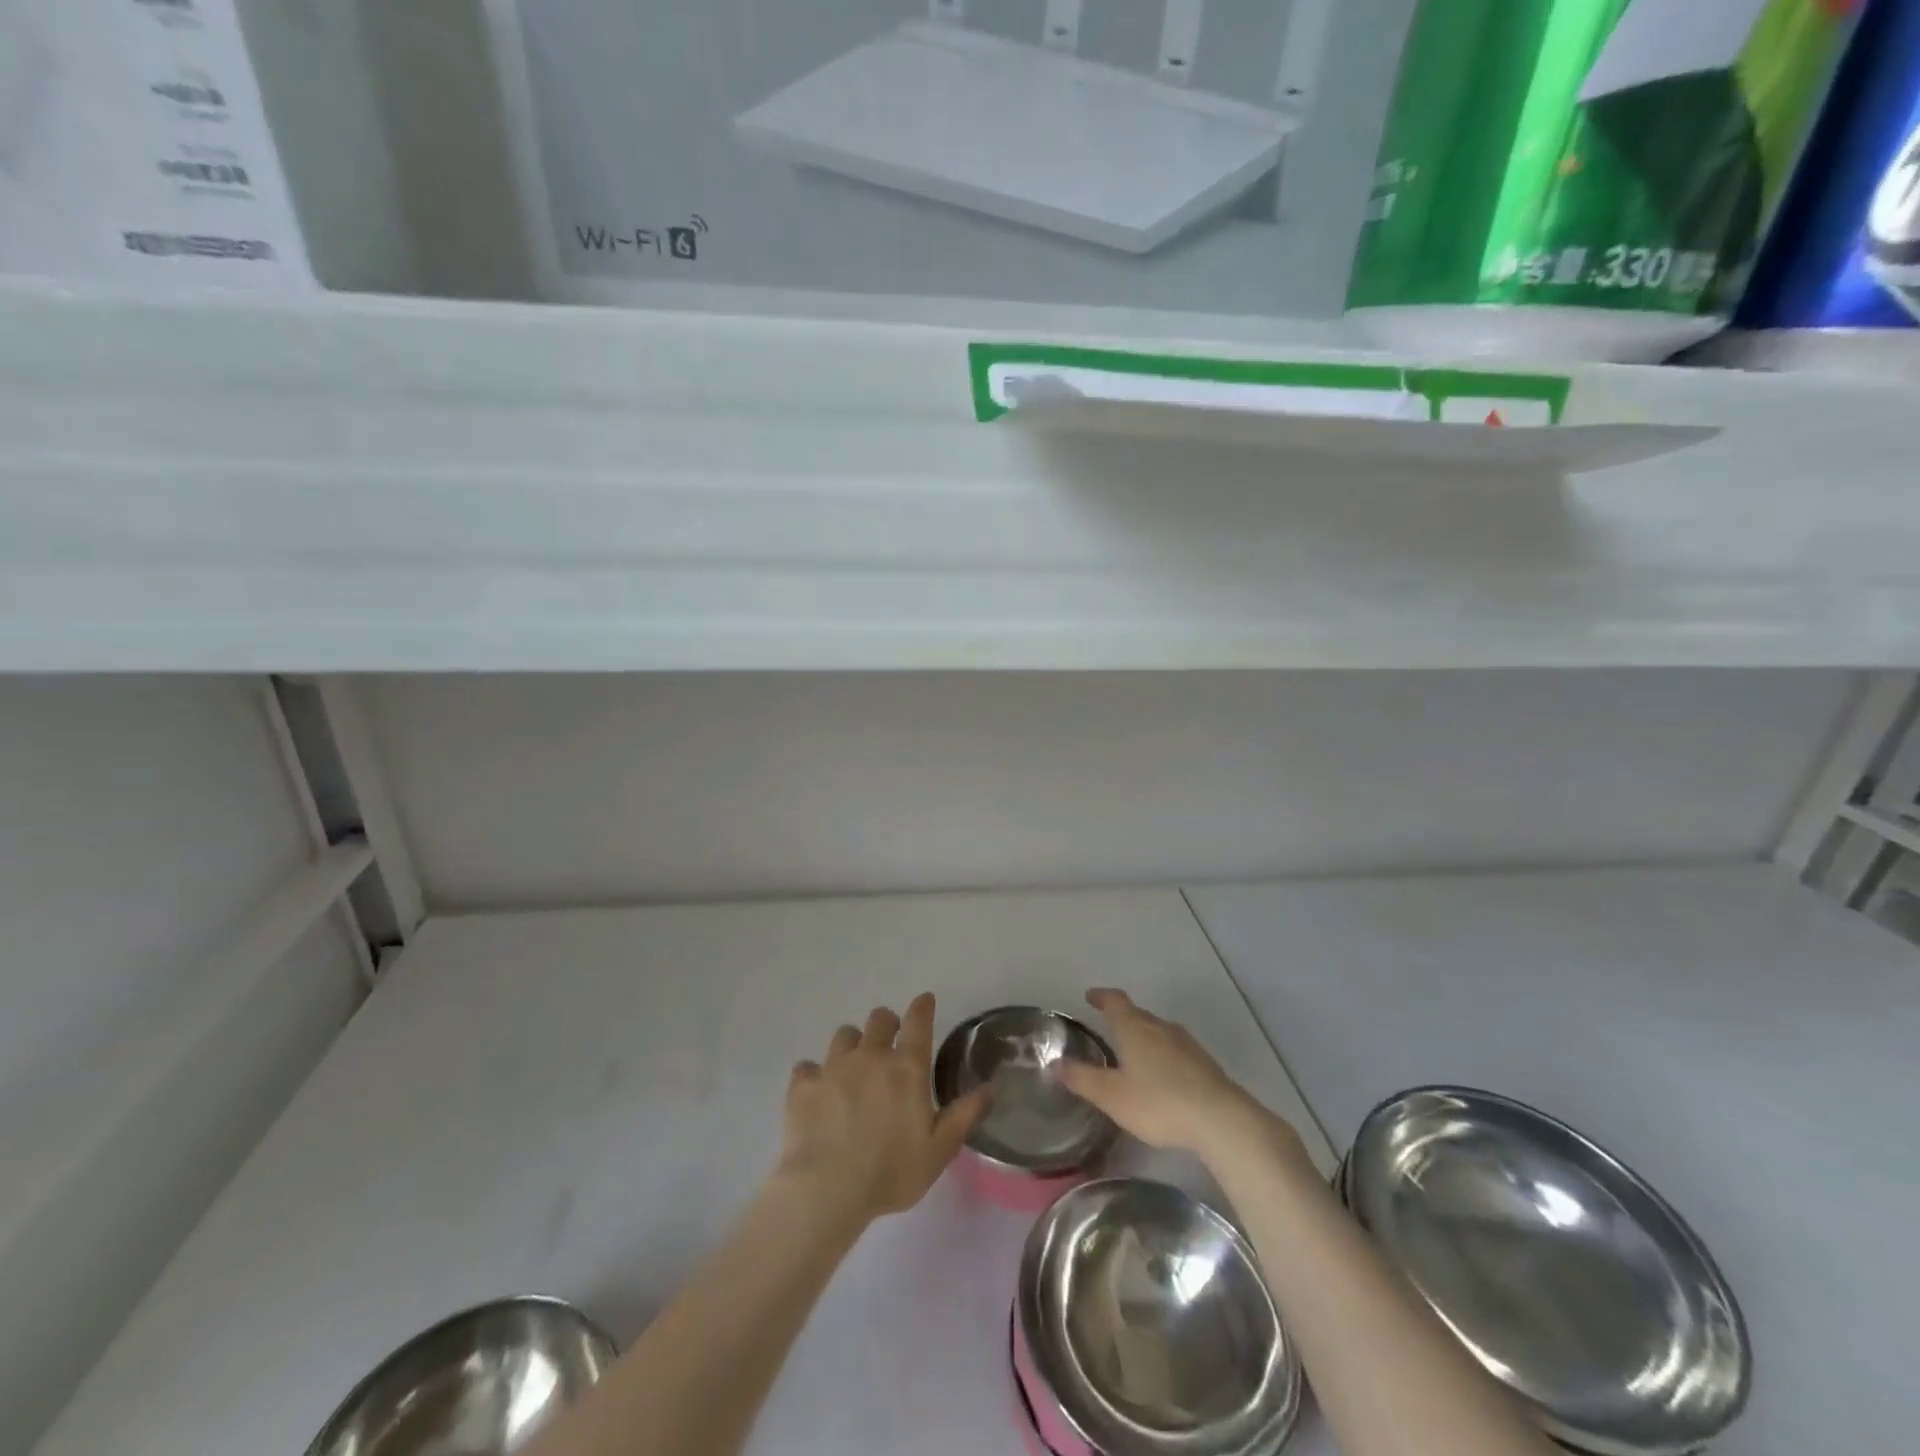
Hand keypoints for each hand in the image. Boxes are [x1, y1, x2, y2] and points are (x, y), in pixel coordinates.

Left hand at [778, 992, 989, 1223]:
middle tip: (888, 1043)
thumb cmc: (891, 1171)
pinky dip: (814, 1074)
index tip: (925, 1001)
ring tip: (853, 1065)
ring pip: (844, 1034)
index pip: (918, 1022)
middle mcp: (871, 1056)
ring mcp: (834, 1066)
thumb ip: (964, 1115)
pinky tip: (817, 1090)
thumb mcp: (939, 1150)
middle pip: (879, 1019)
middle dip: (886, 1024)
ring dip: (852, 1044)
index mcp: (907, 1068)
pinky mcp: (803, 1085)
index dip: (922, 1007)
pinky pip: (808, 1066)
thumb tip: (990, 1087)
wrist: (827, 1189)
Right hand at [1060, 988, 1290, 1161]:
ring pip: (1159, 1031)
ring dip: (1144, 1036)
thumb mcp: (1112, 1095)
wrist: (1220, 1119)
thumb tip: (1055, 1061)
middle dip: (1122, 1017)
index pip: (1115, 1002)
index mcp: (1135, 1028)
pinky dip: (1162, 1054)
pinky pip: (1175, 1049)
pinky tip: (1162, 1075)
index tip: (1091, 996)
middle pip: (1138, 1014)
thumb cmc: (1159, 1102)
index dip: (1101, 997)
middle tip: (1108, 1026)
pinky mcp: (1204, 1063)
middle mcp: (1160, 1027)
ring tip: (1134, 1052)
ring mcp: (1186, 1044)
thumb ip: (1082, 1078)